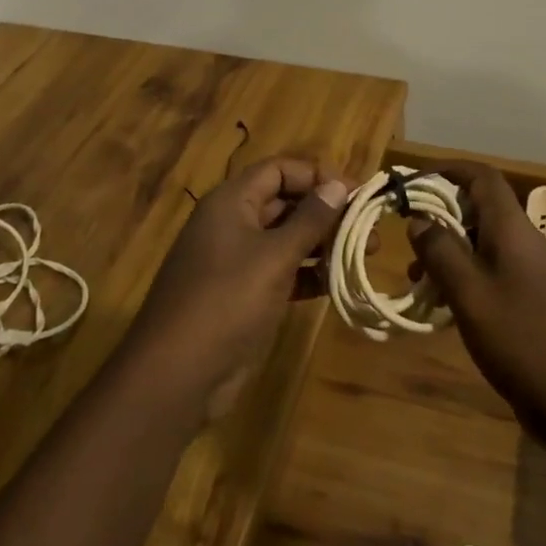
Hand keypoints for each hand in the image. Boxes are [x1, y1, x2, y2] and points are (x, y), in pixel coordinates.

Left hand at [123, 157, 348, 422]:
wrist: (176, 375)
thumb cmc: (226, 301)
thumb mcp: (274, 257)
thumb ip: (309, 220)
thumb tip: (337, 185)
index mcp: (232, 202)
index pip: (279, 170)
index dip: (317, 176)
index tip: (355, 193)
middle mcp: (233, 223)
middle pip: (285, 202)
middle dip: (326, 211)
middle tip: (369, 228)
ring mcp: (237, 260)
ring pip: (286, 238)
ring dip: (323, 243)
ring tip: (365, 254)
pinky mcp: (243, 294)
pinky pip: (282, 270)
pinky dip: (308, 273)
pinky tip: (338, 282)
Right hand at [407, 162, 545, 441]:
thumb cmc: (521, 338)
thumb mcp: (470, 294)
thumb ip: (441, 251)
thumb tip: (419, 219)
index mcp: (510, 227)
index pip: (481, 176)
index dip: (446, 170)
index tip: (412, 183)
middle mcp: (522, 239)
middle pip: (479, 206)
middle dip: (440, 214)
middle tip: (407, 237)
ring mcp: (529, 269)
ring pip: (481, 241)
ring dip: (448, 250)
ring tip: (417, 278)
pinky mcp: (530, 297)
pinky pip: (490, 270)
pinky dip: (463, 276)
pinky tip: (443, 305)